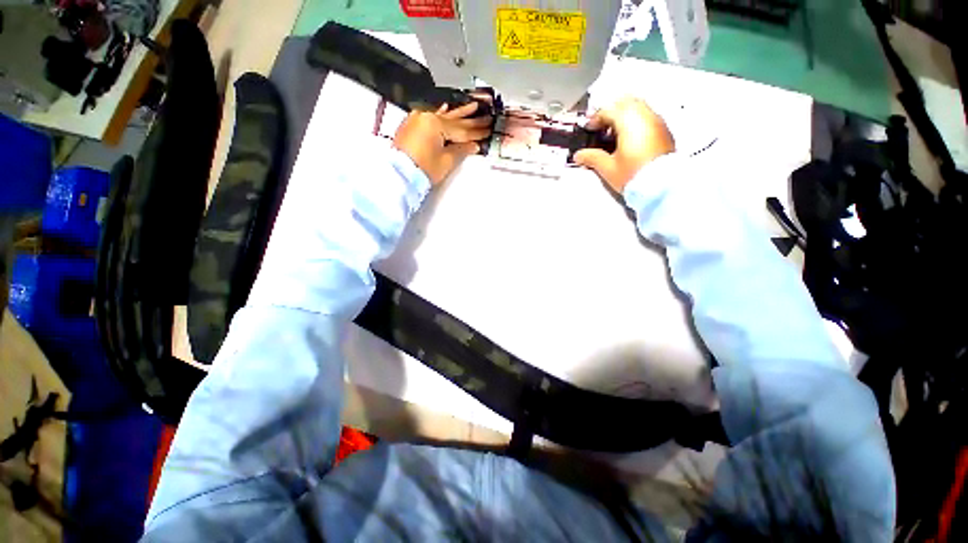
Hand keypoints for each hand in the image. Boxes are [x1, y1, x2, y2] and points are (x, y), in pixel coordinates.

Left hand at [394, 102, 491, 185]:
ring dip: (458, 112)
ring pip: (443, 115)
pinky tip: (447, 107)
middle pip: (454, 120)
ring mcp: (419, 119)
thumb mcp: (446, 161)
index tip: (489, 129)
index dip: (477, 131)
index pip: (462, 129)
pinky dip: (440, 113)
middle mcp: (427, 116)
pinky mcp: (413, 124)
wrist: (399, 174)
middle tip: (486, 116)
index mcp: (436, 124)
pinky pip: (431, 115)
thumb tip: (474, 145)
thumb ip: (461, 150)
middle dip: (471, 120)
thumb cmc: (423, 169)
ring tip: (473, 105)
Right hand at [574, 98, 674, 192]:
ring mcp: (657, 122)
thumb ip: (591, 158)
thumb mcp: (607, 168)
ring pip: (638, 107)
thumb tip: (579, 155)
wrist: (661, 187)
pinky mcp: (664, 131)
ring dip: (624, 115)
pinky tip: (628, 139)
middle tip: (601, 127)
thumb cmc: (634, 175)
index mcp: (629, 121)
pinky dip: (636, 121)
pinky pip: (647, 117)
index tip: (588, 128)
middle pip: (625, 102)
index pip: (608, 110)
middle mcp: (645, 116)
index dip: (595, 118)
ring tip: (614, 134)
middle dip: (611, 112)